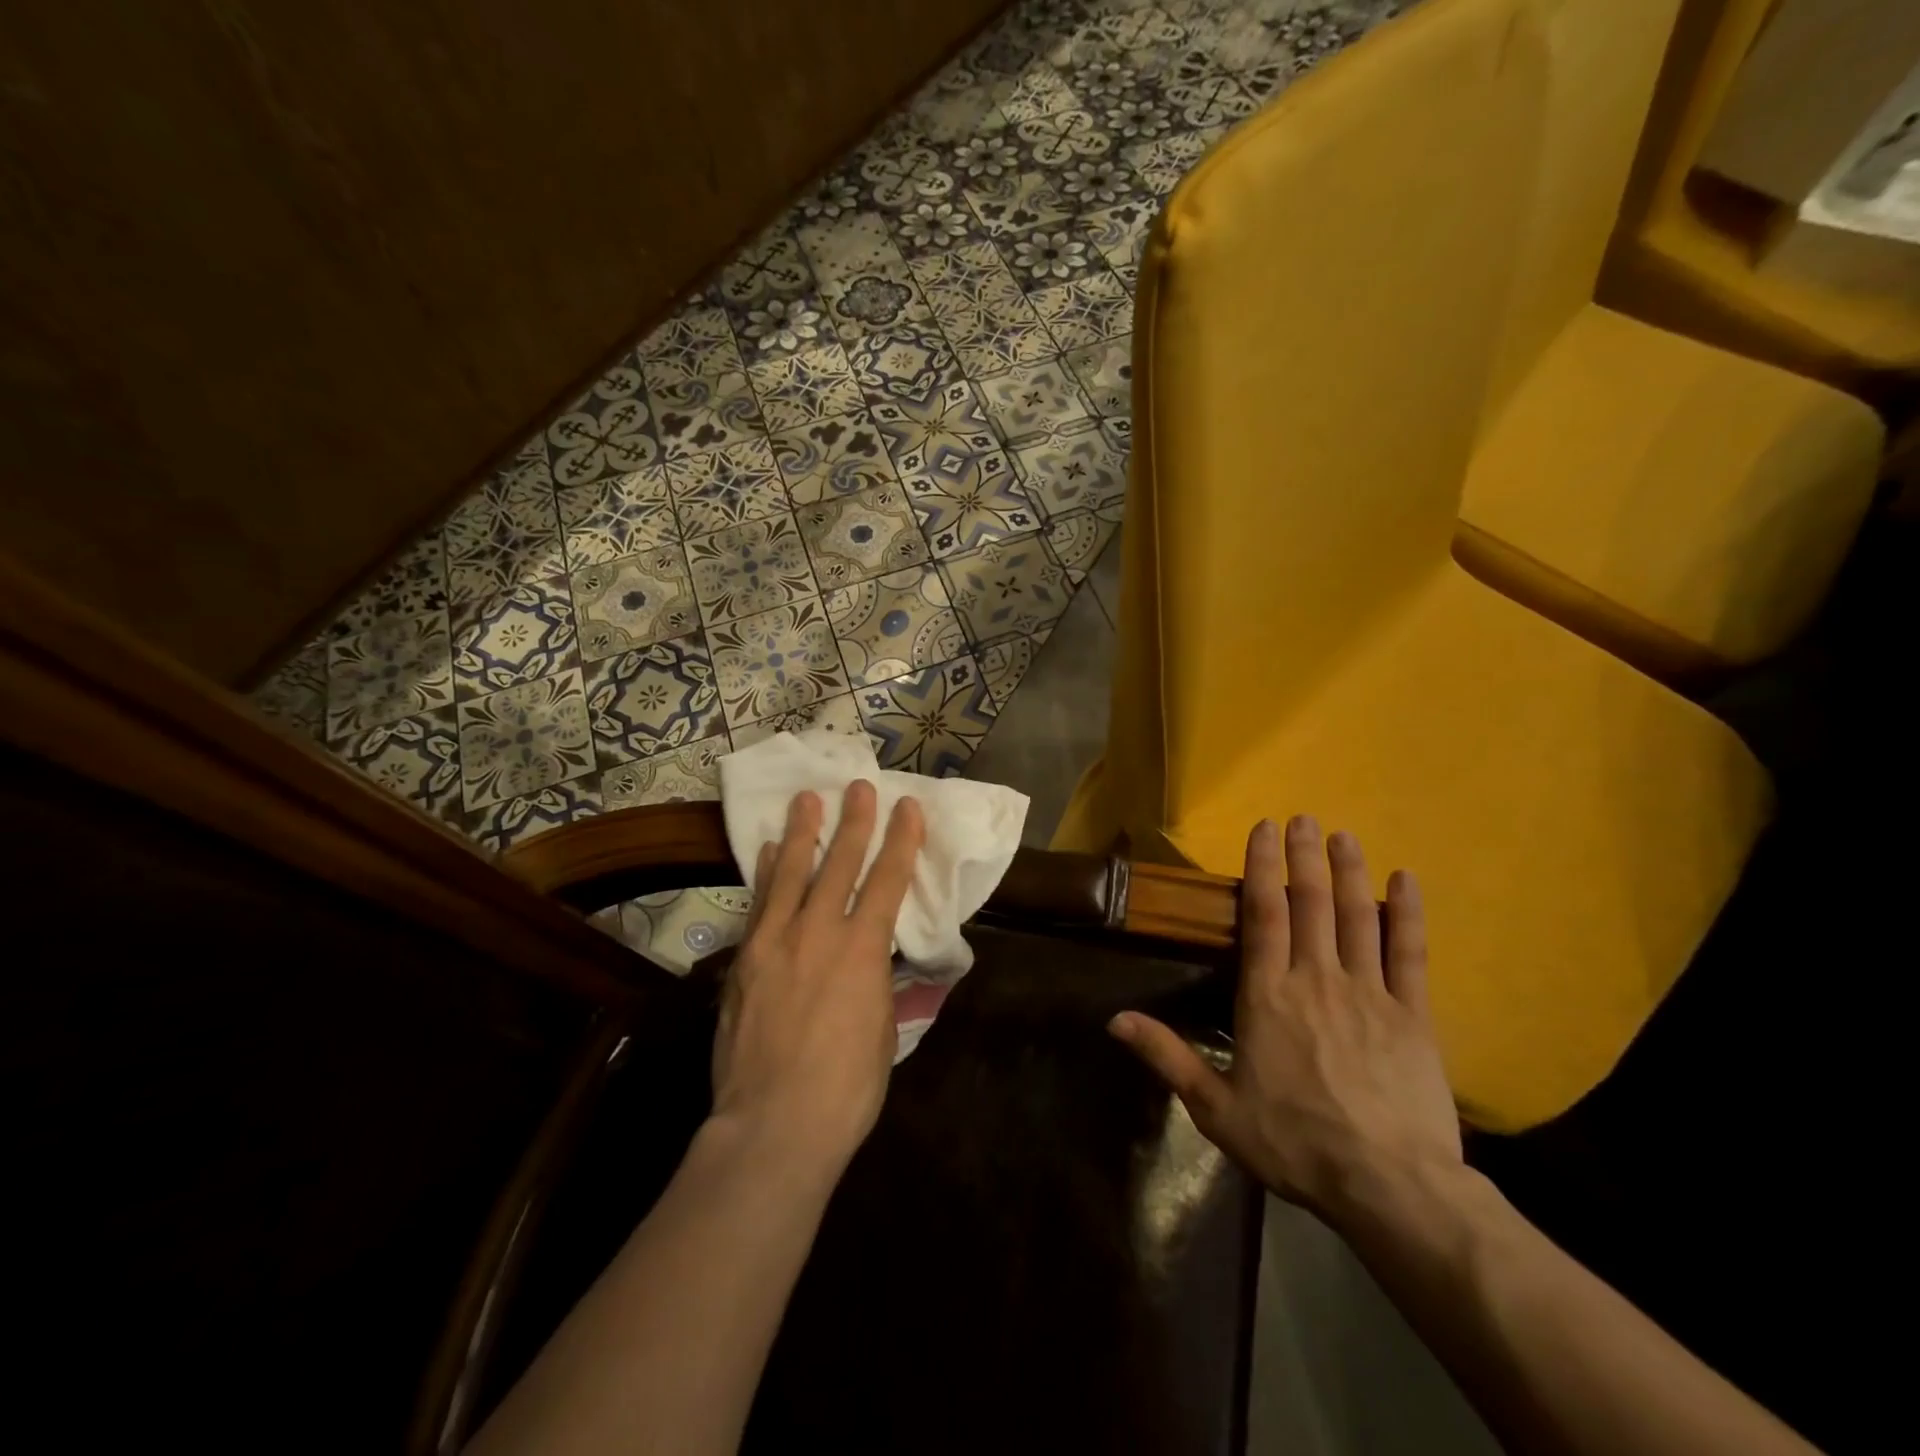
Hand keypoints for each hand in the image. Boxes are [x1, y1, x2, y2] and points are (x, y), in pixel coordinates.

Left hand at [711, 782, 924, 1175]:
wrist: (773, 1125)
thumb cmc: (846, 1088)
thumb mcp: (882, 1032)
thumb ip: (879, 985)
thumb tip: (879, 963)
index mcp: (863, 950)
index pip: (887, 880)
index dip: (900, 840)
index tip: (907, 807)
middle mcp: (818, 932)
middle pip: (839, 864)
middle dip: (853, 822)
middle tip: (858, 786)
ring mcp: (774, 942)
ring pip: (789, 873)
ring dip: (800, 833)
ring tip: (805, 800)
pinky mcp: (743, 961)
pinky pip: (758, 905)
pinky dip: (764, 875)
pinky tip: (764, 854)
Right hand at [1110, 816, 1460, 1222]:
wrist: (1390, 1186)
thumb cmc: (1294, 1143)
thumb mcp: (1215, 1107)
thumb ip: (1166, 1056)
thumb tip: (1113, 1019)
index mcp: (1267, 995)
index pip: (1263, 915)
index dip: (1262, 867)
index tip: (1264, 829)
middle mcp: (1316, 979)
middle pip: (1310, 903)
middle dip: (1304, 856)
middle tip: (1303, 819)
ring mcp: (1369, 992)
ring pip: (1356, 917)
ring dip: (1348, 872)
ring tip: (1343, 835)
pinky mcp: (1413, 1014)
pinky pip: (1410, 953)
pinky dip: (1407, 914)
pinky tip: (1406, 880)